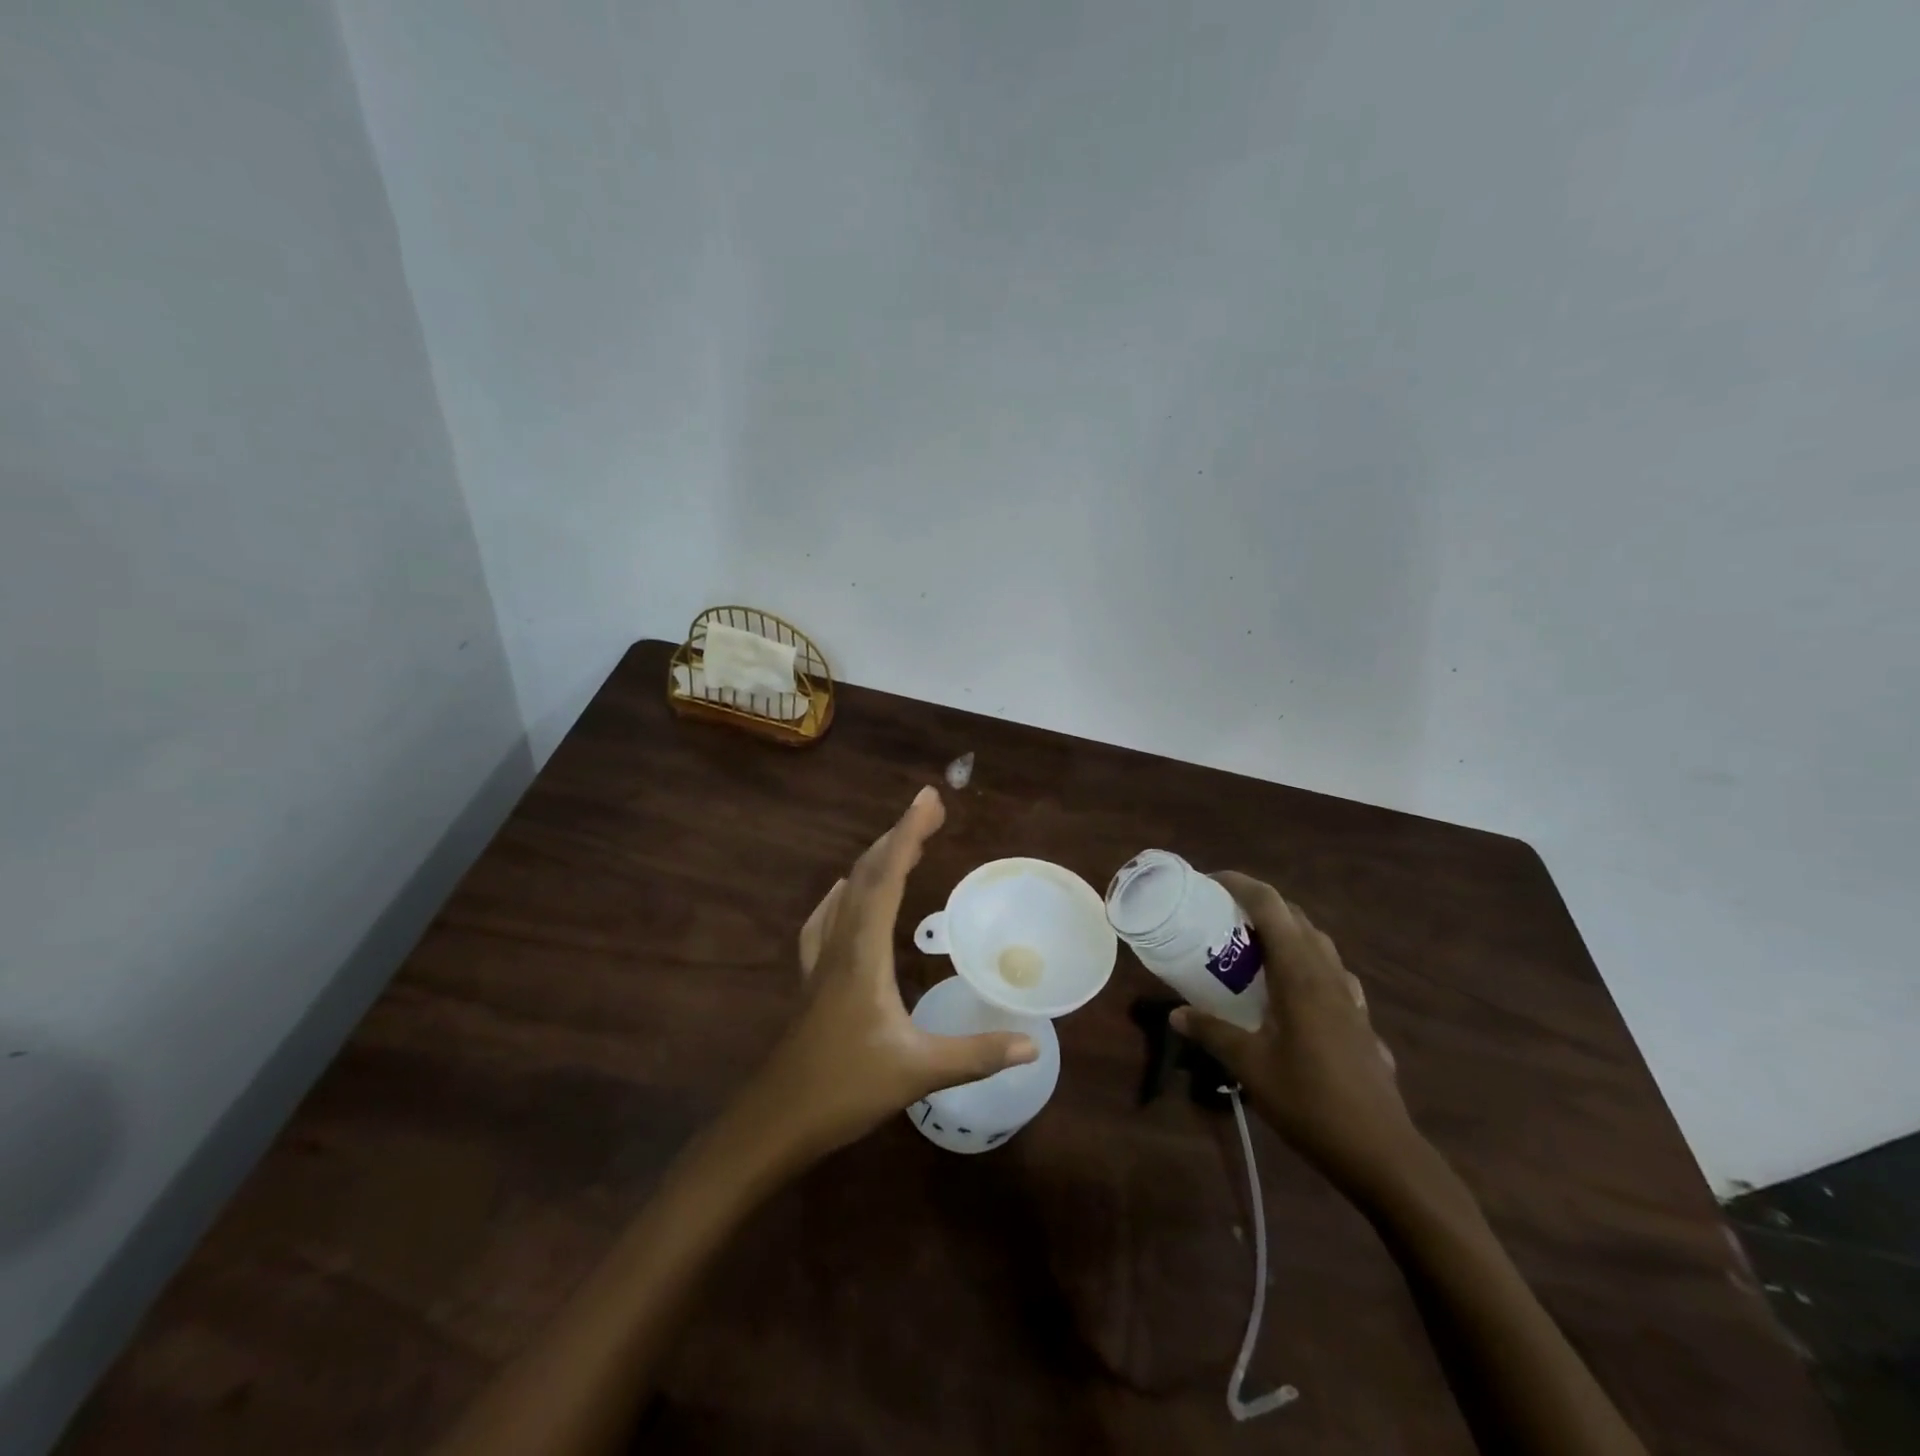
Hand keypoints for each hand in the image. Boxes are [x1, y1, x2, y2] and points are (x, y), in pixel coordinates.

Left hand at [746, 786, 1038, 1160]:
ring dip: (874, 861)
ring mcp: (820, 961)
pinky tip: (842, 895)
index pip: (887, 878)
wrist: (775, 1121)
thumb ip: (976, 1055)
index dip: (908, 833)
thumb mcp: (918, 1072)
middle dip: (898, 836)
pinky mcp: (811, 979)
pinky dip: (843, 895)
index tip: (929, 799)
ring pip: (846, 893)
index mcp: (863, 953)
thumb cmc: (845, 1090)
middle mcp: (840, 944)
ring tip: (900, 843)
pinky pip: (827, 920)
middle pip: (866, 874)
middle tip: (929, 809)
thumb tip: (1033, 1044)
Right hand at [1171, 872, 1422, 1197]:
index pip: (1271, 907)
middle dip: (1259, 906)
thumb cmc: (1311, 1102)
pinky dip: (1306, 964)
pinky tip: (1291, 993)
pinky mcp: (1360, 1021)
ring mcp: (1350, 998)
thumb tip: (1175, 1014)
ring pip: (1318, 944)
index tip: (1209, 881)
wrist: (1382, 1153)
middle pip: (1296, 918)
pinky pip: (1331, 974)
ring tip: (1252, 949)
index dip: (1240, 884)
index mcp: (1300, 974)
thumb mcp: (1249, 1067)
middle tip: (1221, 916)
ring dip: (1285, 933)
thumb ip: (1211, 1033)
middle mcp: (1328, 975)